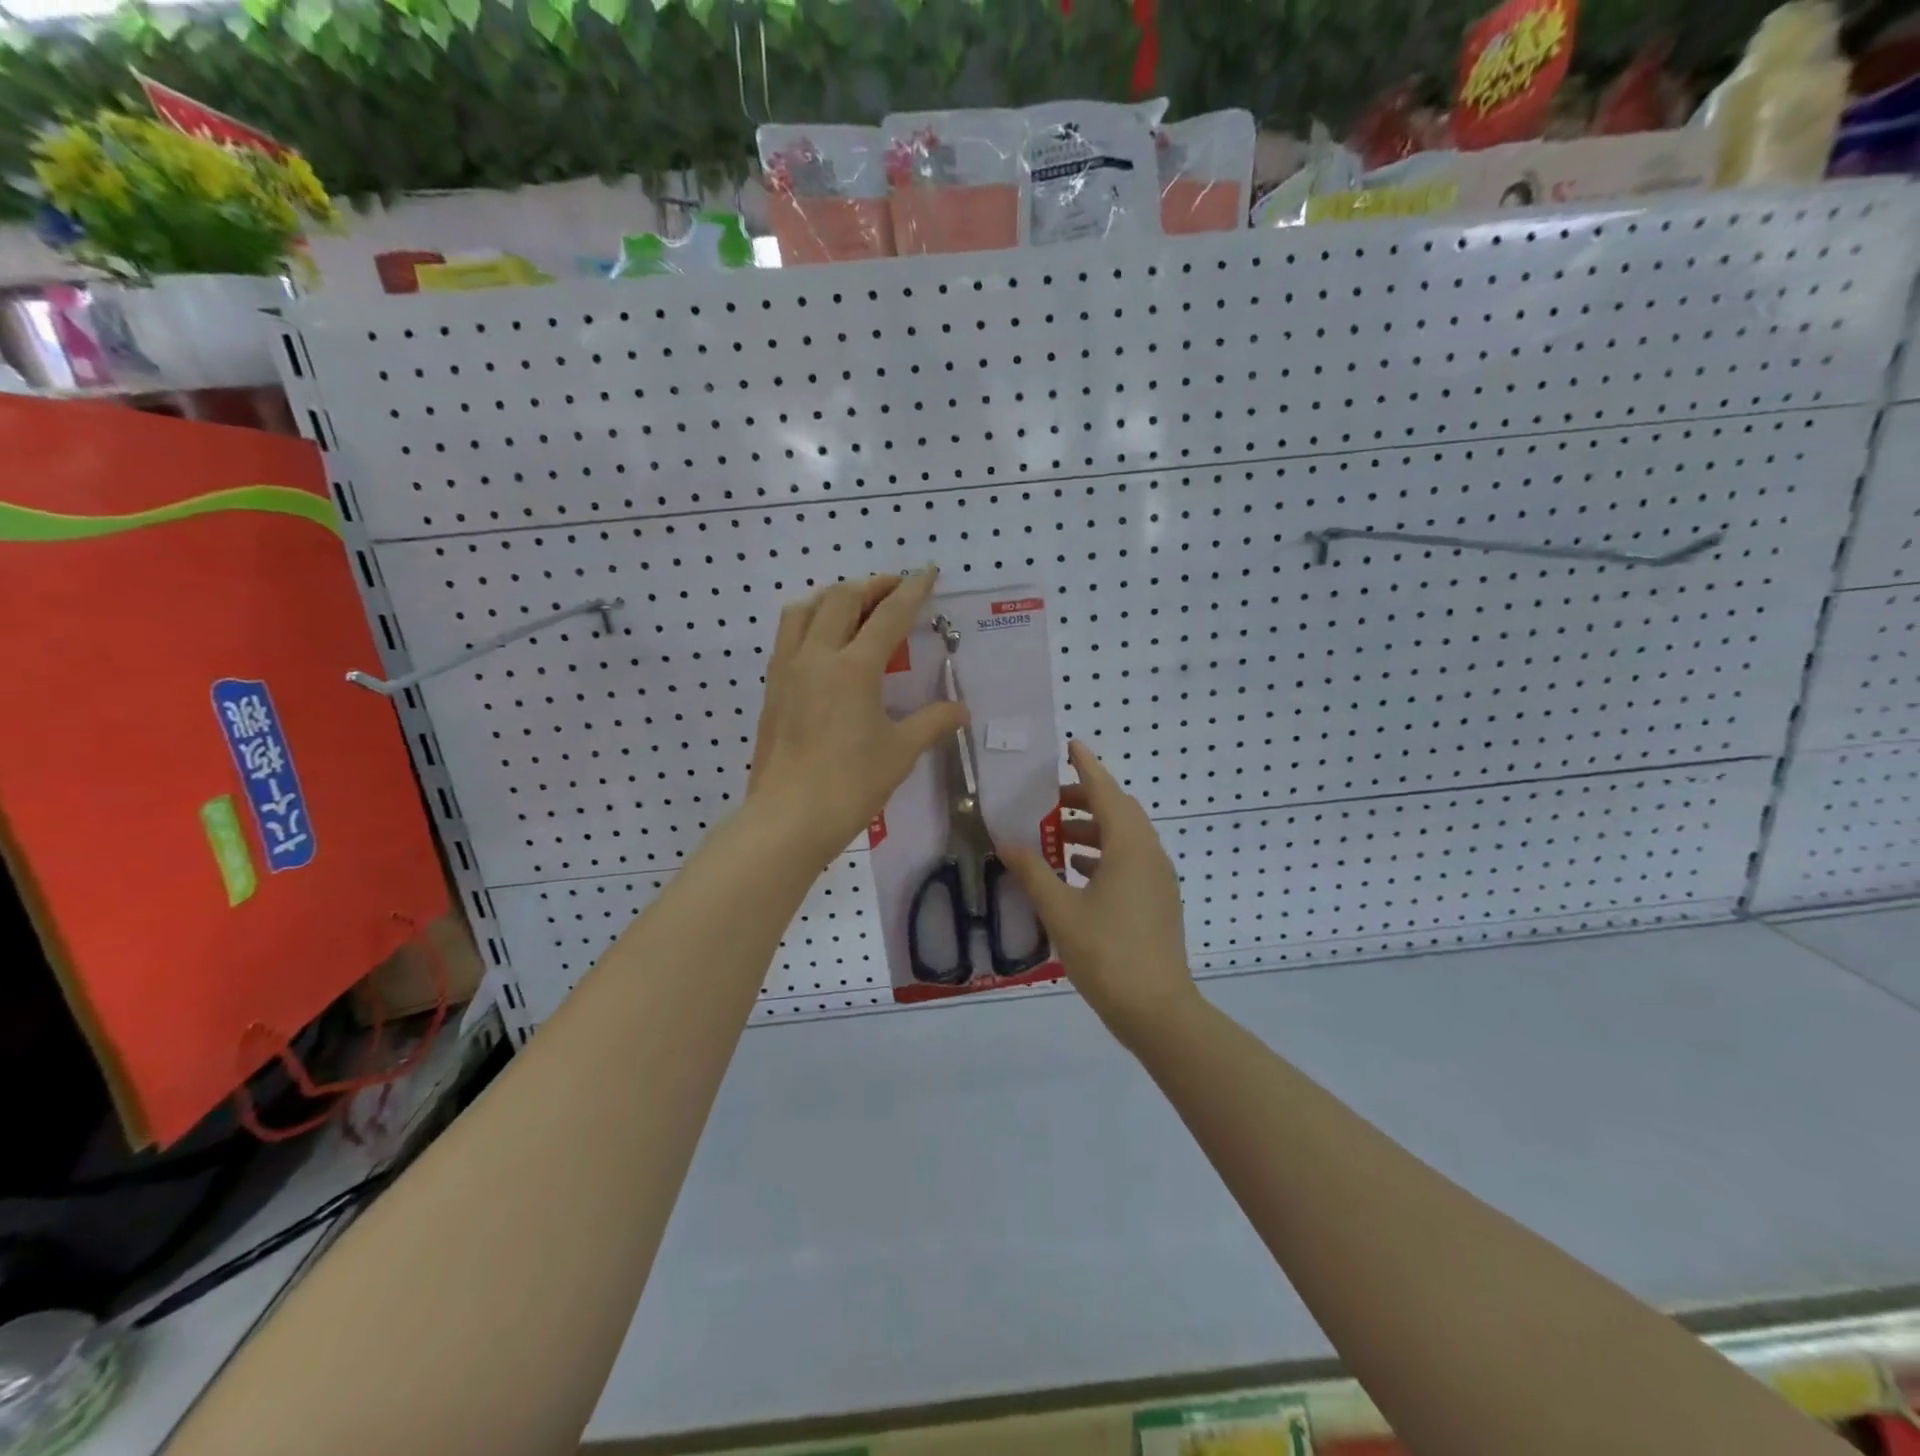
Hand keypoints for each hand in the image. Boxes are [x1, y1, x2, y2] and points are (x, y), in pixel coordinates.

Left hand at [746, 570, 966, 862]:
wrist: (788, 818)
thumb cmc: (851, 785)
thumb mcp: (900, 752)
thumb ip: (932, 722)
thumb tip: (961, 710)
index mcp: (853, 669)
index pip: (888, 616)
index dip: (911, 591)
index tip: (926, 573)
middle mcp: (816, 657)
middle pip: (841, 599)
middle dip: (871, 586)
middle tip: (893, 589)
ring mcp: (787, 670)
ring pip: (804, 610)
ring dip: (832, 597)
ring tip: (853, 606)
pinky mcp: (772, 689)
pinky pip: (787, 636)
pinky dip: (808, 622)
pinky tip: (822, 642)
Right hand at [1002, 740, 1197, 1043]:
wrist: (1157, 1009)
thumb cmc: (1107, 953)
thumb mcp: (1060, 911)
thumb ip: (1033, 872)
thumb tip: (1007, 843)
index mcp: (1129, 847)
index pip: (1106, 792)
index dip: (1087, 766)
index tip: (1071, 745)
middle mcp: (1149, 854)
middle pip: (1118, 811)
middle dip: (1085, 800)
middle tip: (1049, 801)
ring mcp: (1158, 879)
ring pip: (1124, 838)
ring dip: (1092, 830)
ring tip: (1055, 837)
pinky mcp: (1158, 901)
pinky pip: (1130, 861)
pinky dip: (1103, 855)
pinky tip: (1076, 872)